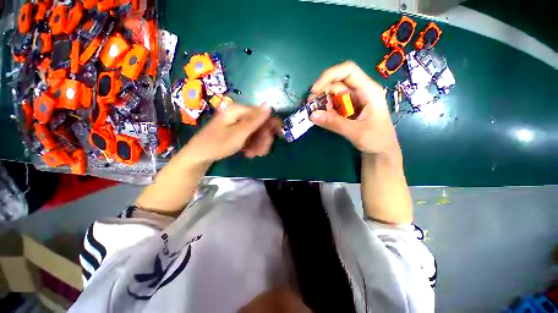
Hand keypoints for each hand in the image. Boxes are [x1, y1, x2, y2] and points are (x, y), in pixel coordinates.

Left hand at [182, 103, 280, 163]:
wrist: (199, 155)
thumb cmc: (218, 144)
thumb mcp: (239, 133)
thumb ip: (255, 120)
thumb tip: (269, 104)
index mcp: (239, 110)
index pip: (263, 114)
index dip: (270, 127)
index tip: (272, 140)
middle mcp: (239, 114)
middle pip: (260, 124)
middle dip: (263, 139)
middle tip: (261, 152)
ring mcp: (238, 123)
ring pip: (256, 132)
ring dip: (258, 144)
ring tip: (253, 154)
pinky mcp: (237, 131)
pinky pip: (250, 136)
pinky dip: (252, 145)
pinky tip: (249, 153)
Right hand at [309, 61, 398, 154]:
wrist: (382, 151)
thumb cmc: (377, 140)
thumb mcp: (356, 132)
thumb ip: (334, 123)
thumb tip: (312, 115)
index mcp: (368, 90)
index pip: (348, 71)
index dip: (329, 76)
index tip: (315, 90)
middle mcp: (361, 91)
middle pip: (338, 82)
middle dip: (323, 91)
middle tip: (310, 105)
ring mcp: (354, 100)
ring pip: (334, 94)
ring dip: (323, 102)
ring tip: (315, 113)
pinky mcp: (349, 109)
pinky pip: (335, 105)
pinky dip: (326, 110)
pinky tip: (323, 117)